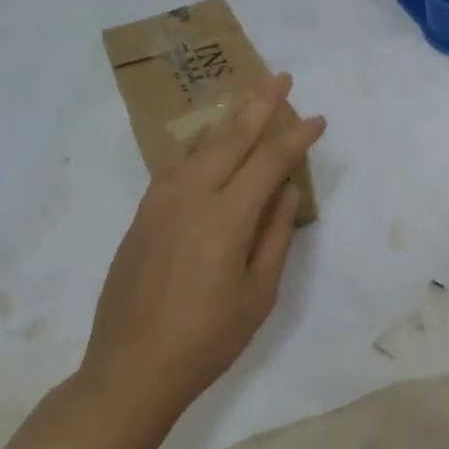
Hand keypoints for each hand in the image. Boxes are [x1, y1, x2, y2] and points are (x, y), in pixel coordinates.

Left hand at [81, 74, 325, 420]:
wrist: (130, 369)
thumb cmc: (206, 340)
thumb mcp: (258, 295)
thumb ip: (276, 236)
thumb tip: (287, 190)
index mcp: (227, 218)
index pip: (269, 161)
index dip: (296, 137)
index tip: (318, 120)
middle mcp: (192, 197)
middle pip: (232, 138)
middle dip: (261, 105)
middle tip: (281, 79)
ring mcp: (162, 202)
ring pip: (200, 145)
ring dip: (228, 118)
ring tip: (248, 98)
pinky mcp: (143, 213)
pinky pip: (174, 163)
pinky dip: (196, 143)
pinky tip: (204, 138)